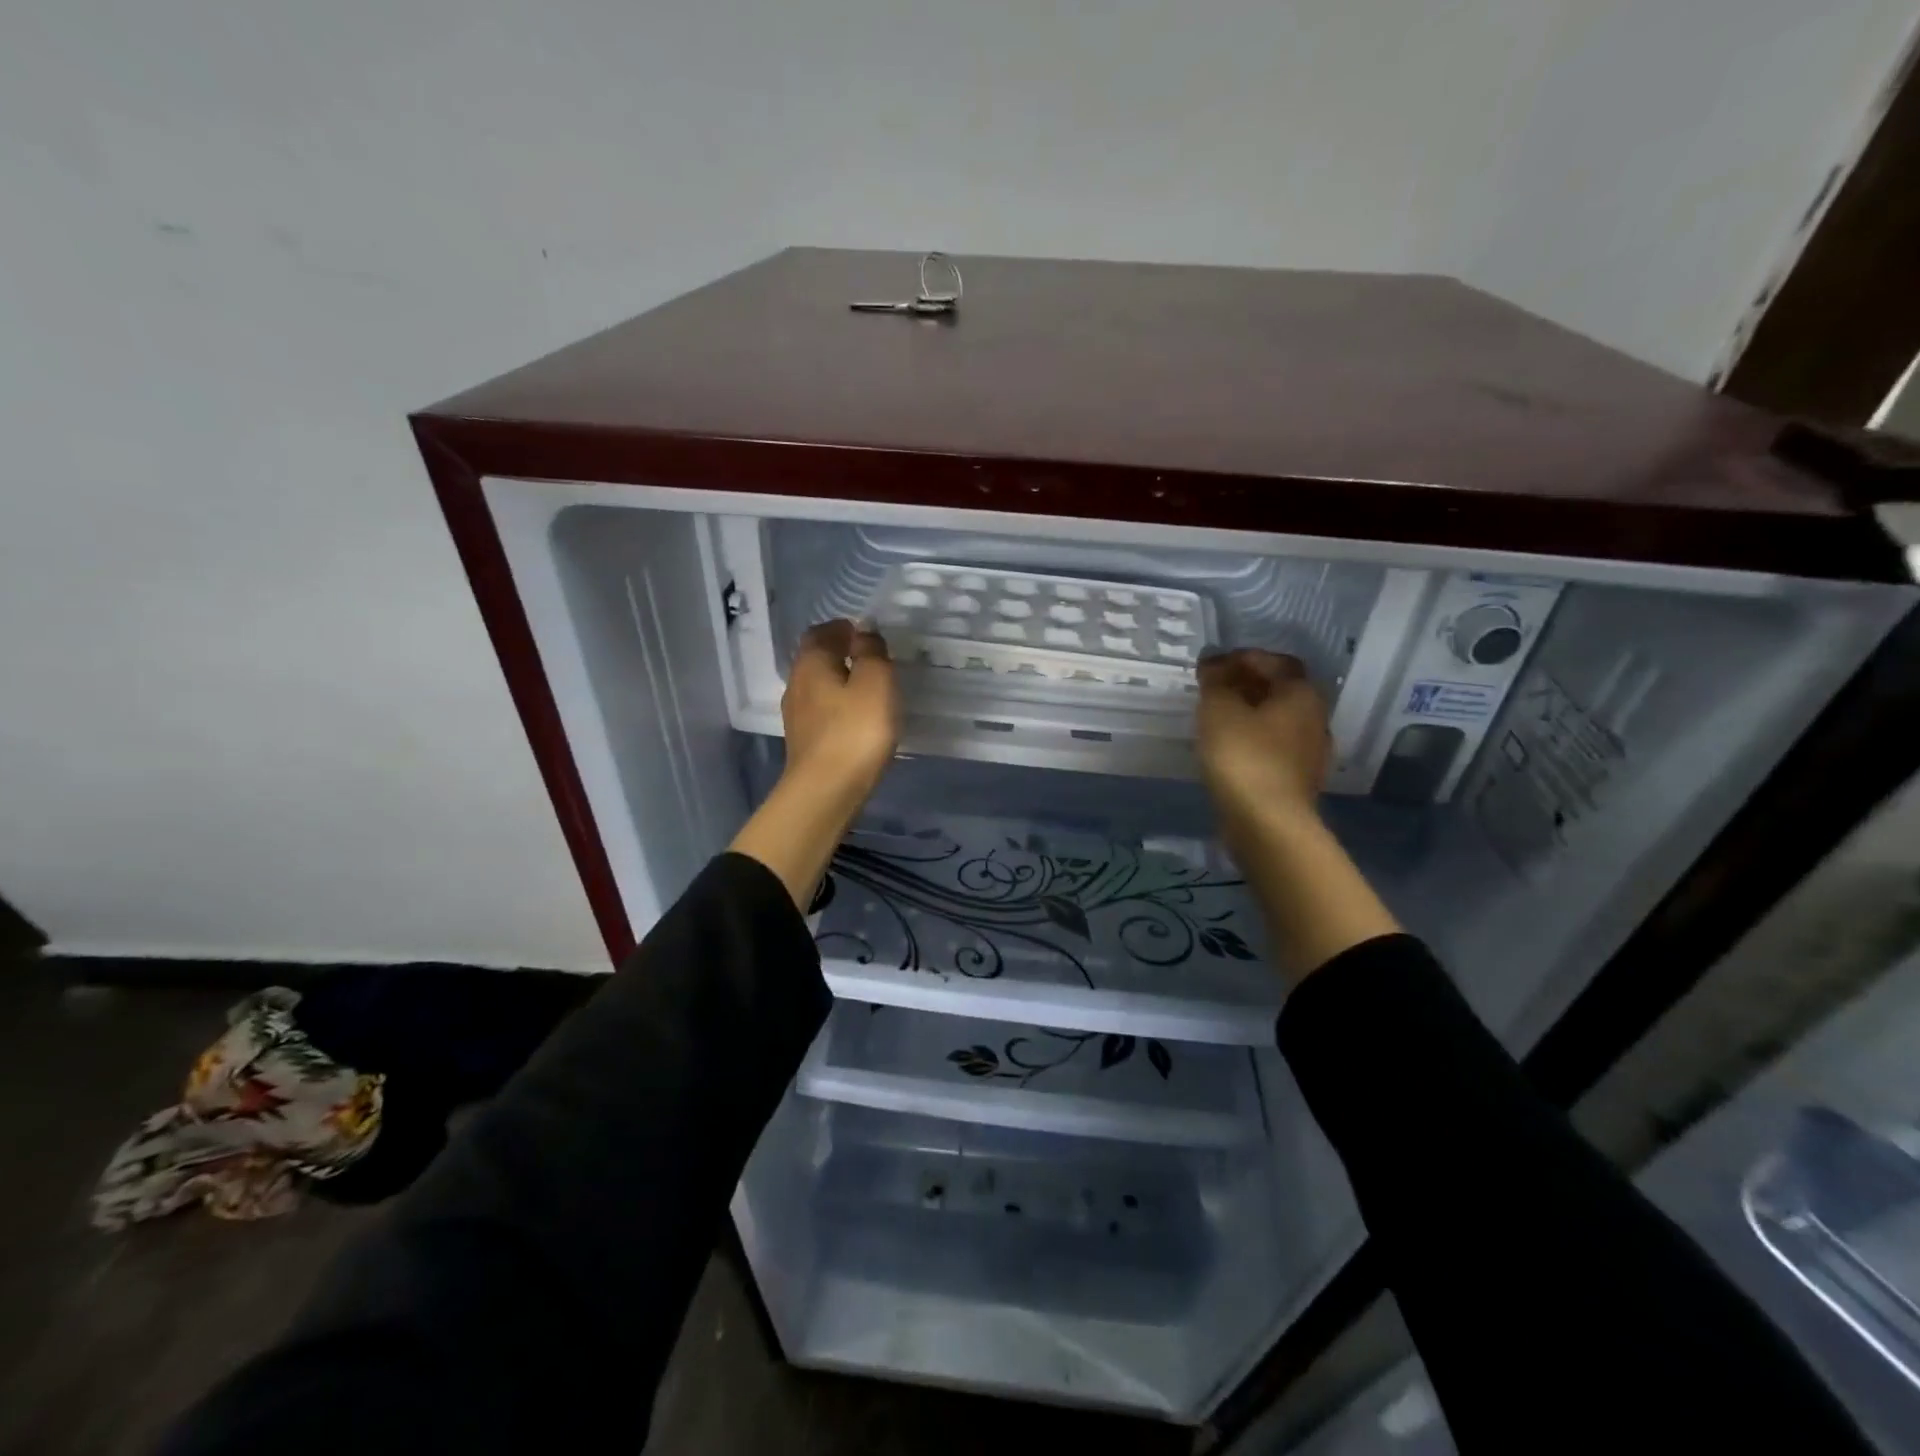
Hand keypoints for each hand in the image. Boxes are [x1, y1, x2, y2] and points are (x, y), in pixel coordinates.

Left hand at [730, 620, 898, 911]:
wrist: (826, 792)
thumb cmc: (855, 731)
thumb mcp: (875, 682)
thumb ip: (871, 652)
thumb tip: (863, 631)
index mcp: (811, 663)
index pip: (821, 632)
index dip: (842, 628)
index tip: (865, 633)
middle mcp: (797, 684)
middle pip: (816, 659)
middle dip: (840, 653)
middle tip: (870, 657)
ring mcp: (797, 717)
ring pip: (818, 687)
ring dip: (839, 681)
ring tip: (868, 687)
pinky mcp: (805, 743)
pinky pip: (822, 713)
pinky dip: (838, 707)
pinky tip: (857, 718)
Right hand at [1195, 650, 1330, 826]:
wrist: (1267, 823)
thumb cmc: (1244, 756)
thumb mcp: (1219, 710)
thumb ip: (1215, 681)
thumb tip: (1213, 663)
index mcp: (1302, 694)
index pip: (1276, 662)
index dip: (1243, 658)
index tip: (1212, 665)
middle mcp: (1315, 719)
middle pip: (1280, 691)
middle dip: (1246, 685)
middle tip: (1212, 689)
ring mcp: (1309, 753)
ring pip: (1277, 721)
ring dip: (1249, 714)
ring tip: (1215, 719)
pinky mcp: (1297, 781)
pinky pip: (1272, 748)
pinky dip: (1252, 740)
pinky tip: (1228, 749)